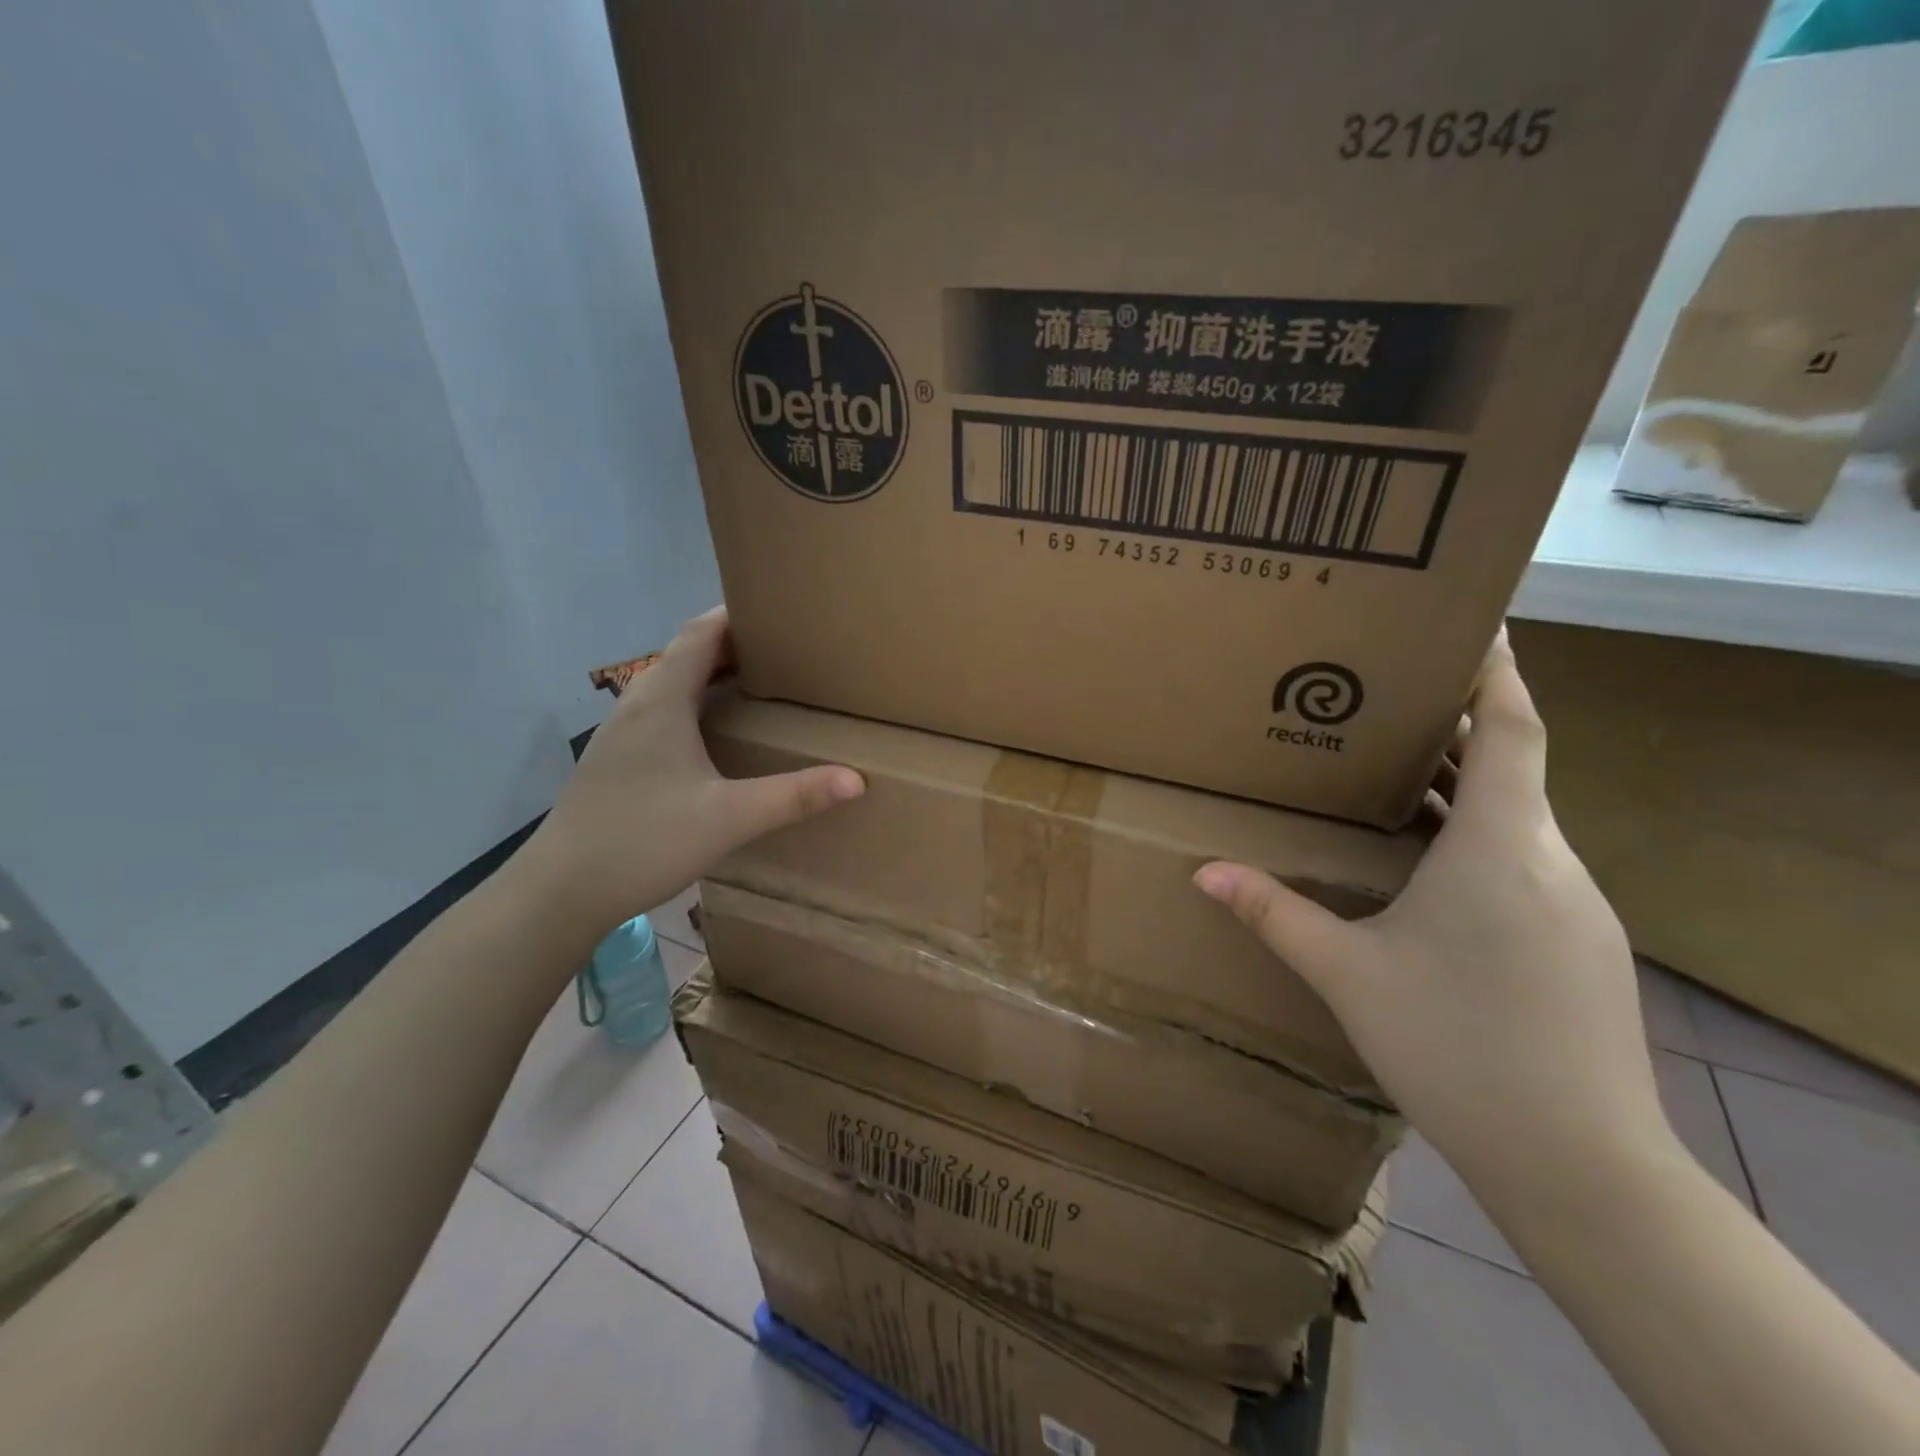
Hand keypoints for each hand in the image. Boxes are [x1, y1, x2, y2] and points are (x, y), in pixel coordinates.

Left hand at [521, 608, 863, 940]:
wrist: (560, 890)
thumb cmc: (644, 841)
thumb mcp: (729, 818)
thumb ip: (794, 796)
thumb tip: (856, 780)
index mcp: (662, 700)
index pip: (701, 633)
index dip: (737, 615)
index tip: (780, 611)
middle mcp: (637, 703)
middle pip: (686, 652)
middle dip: (733, 642)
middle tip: (784, 649)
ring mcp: (621, 731)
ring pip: (671, 681)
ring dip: (711, 672)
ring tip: (757, 682)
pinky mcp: (616, 756)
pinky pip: (661, 708)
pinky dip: (694, 700)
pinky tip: (715, 732)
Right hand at [1195, 630, 1670, 1195]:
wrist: (1579, 1162)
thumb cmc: (1455, 1045)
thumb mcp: (1347, 972)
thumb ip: (1274, 914)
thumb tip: (1205, 872)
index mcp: (1497, 847)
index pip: (1512, 731)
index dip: (1497, 674)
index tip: (1478, 627)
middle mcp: (1549, 861)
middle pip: (1513, 768)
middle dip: (1458, 729)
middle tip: (1393, 702)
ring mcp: (1576, 905)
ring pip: (1518, 819)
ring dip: (1466, 788)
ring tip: (1398, 775)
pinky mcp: (1582, 944)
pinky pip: (1526, 862)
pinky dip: (1481, 838)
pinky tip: (1431, 869)